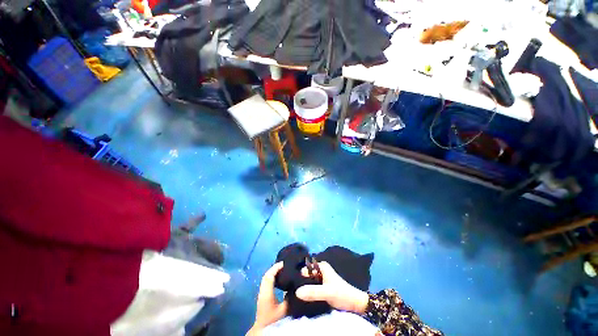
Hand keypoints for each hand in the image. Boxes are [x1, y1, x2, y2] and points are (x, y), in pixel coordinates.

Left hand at [247, 262, 287, 335]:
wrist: (263, 329)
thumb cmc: (274, 320)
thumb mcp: (285, 310)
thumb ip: (289, 297)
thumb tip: (296, 287)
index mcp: (267, 293)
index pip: (269, 276)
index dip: (276, 268)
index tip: (284, 263)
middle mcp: (262, 291)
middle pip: (267, 275)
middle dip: (274, 268)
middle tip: (284, 264)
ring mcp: (261, 293)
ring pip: (266, 278)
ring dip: (273, 272)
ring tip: (282, 269)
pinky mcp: (262, 296)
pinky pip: (266, 281)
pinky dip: (271, 276)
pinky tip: (278, 278)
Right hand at [295, 261, 368, 313]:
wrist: (354, 303)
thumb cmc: (341, 294)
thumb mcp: (327, 292)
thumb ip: (313, 292)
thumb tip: (296, 292)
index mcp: (322, 266)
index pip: (306, 267)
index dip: (298, 273)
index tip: (289, 281)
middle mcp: (321, 270)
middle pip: (307, 274)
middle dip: (300, 280)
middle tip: (290, 288)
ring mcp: (321, 279)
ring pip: (309, 281)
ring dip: (303, 286)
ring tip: (294, 293)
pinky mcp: (322, 288)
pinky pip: (312, 287)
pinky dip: (308, 291)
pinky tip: (302, 297)